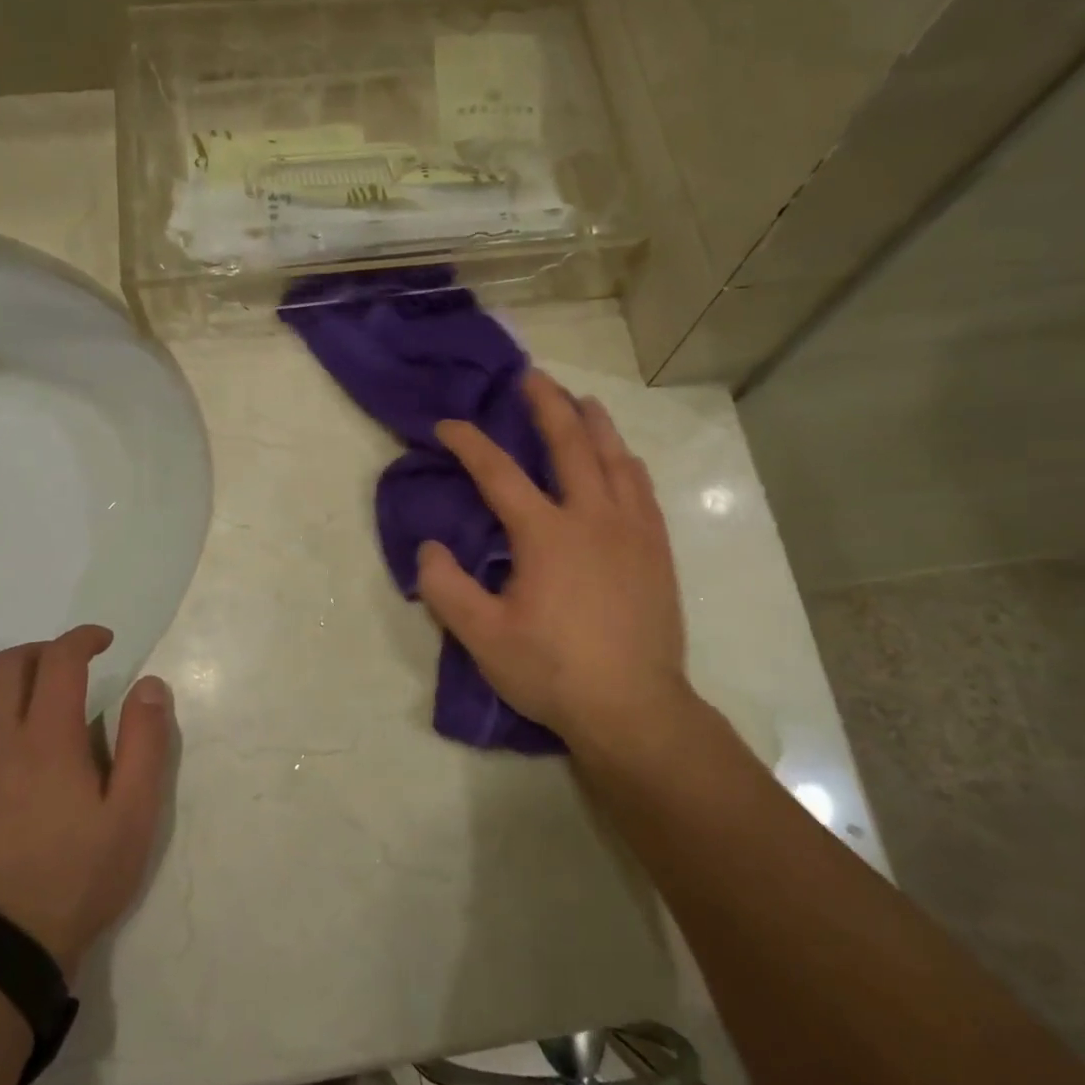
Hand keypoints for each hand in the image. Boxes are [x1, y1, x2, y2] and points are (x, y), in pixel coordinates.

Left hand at [0, 626, 172, 975]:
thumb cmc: (75, 882)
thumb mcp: (133, 816)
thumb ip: (145, 743)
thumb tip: (149, 685)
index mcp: (48, 738)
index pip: (61, 659)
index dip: (83, 638)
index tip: (102, 642)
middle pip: (8, 665)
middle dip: (42, 652)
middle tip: (66, 669)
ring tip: (20, 703)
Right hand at [417, 370, 691, 752]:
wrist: (634, 708)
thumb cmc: (553, 670)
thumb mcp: (482, 637)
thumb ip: (446, 588)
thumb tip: (428, 547)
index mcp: (545, 533)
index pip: (498, 472)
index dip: (469, 442)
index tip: (447, 424)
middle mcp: (591, 516)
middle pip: (569, 443)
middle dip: (546, 405)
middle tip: (531, 376)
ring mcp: (631, 530)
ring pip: (614, 457)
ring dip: (594, 423)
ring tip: (581, 400)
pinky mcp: (656, 549)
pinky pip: (642, 487)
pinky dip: (626, 461)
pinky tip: (623, 457)